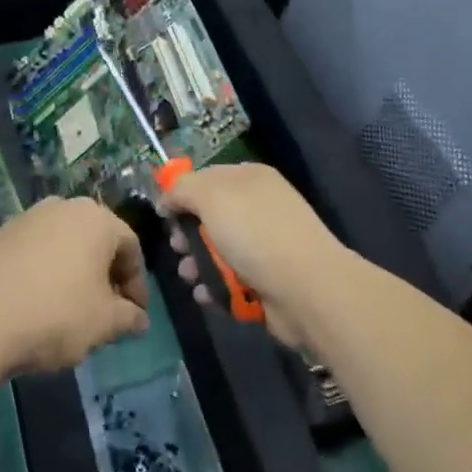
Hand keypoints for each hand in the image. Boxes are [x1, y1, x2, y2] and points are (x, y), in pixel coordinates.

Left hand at [0, 198, 148, 376]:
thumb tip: (139, 319)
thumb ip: (128, 317)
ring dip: (75, 271)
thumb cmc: (56, 315)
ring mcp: (30, 216)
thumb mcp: (104, 323)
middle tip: (107, 311)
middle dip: (106, 275)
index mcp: (97, 218)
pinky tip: (39, 301)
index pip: (130, 248)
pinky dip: (46, 270)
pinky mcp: (2, 233)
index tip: (134, 316)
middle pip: (97, 241)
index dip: (137, 284)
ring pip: (65, 243)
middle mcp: (65, 206)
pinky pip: (36, 250)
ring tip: (72, 308)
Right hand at [162, 163, 351, 350]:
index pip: (208, 177)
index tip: (165, 214)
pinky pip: (230, 279)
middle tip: (179, 247)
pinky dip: (215, 287)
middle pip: (210, 216)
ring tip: (190, 275)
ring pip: (217, 251)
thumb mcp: (211, 196)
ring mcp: (265, 245)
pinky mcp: (266, 280)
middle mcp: (259, 207)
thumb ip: (182, 189)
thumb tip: (167, 198)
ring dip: (197, 263)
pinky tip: (207, 293)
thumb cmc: (255, 232)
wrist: (306, 289)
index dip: (183, 193)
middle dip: (188, 233)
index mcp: (250, 178)